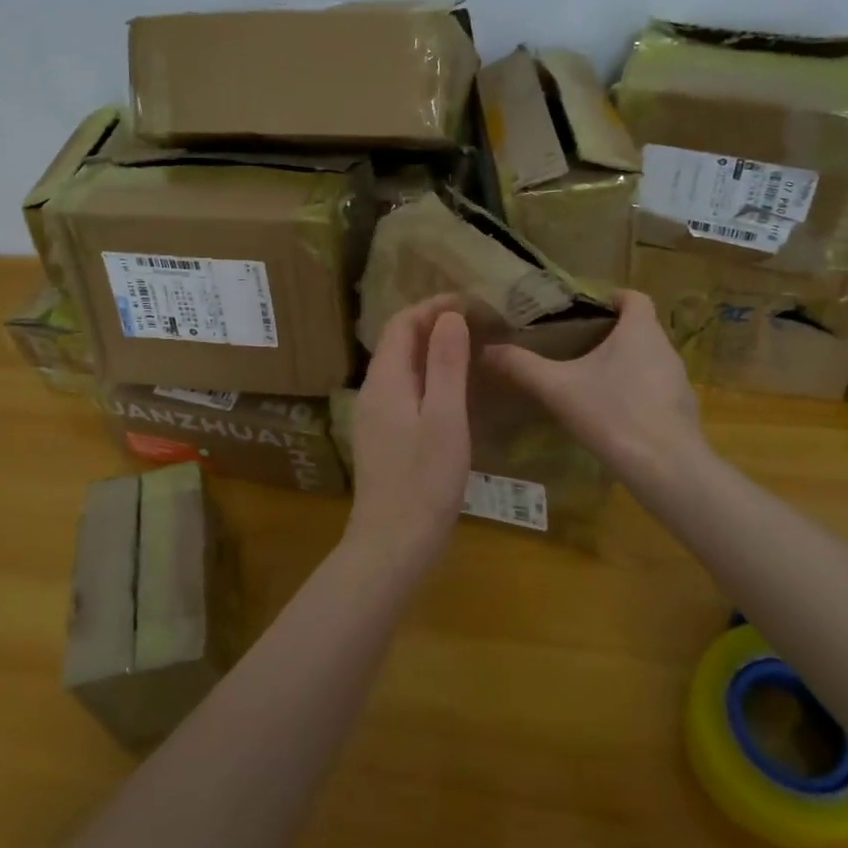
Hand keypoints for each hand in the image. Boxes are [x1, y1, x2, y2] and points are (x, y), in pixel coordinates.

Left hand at [347, 297, 471, 563]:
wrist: (392, 544)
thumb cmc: (424, 480)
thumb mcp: (446, 418)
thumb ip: (446, 364)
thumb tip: (448, 316)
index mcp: (385, 380)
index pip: (401, 323)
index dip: (432, 306)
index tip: (469, 302)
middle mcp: (372, 391)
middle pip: (397, 342)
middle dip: (431, 324)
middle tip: (474, 323)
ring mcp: (373, 417)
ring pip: (400, 367)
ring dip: (429, 351)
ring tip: (468, 349)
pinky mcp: (381, 438)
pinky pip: (403, 390)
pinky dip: (427, 377)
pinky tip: (452, 391)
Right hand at [482, 290, 705, 497]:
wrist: (666, 468)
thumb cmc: (612, 414)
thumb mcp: (557, 388)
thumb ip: (522, 366)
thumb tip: (486, 350)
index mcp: (640, 331)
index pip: (634, 297)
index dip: (612, 298)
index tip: (586, 311)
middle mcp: (665, 348)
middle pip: (640, 328)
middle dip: (610, 334)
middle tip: (575, 347)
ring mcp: (678, 381)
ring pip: (648, 360)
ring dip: (624, 364)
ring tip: (590, 381)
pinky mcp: (683, 411)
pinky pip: (655, 389)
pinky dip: (636, 392)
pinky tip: (612, 414)